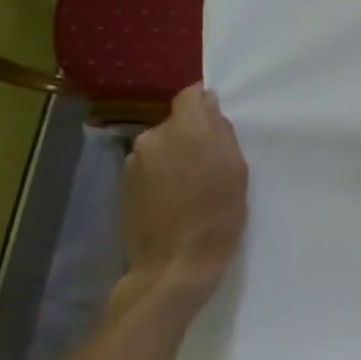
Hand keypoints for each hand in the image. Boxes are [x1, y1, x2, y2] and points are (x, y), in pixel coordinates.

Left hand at [114, 84, 248, 320]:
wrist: (174, 264)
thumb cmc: (217, 214)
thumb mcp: (237, 169)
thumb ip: (222, 131)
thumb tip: (210, 108)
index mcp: (185, 129)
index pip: (191, 95)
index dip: (206, 103)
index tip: (220, 121)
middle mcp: (153, 137)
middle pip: (177, 122)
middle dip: (193, 133)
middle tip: (213, 160)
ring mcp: (133, 162)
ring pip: (162, 145)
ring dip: (176, 155)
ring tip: (193, 184)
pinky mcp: (124, 185)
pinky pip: (150, 167)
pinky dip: (163, 175)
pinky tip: (175, 198)